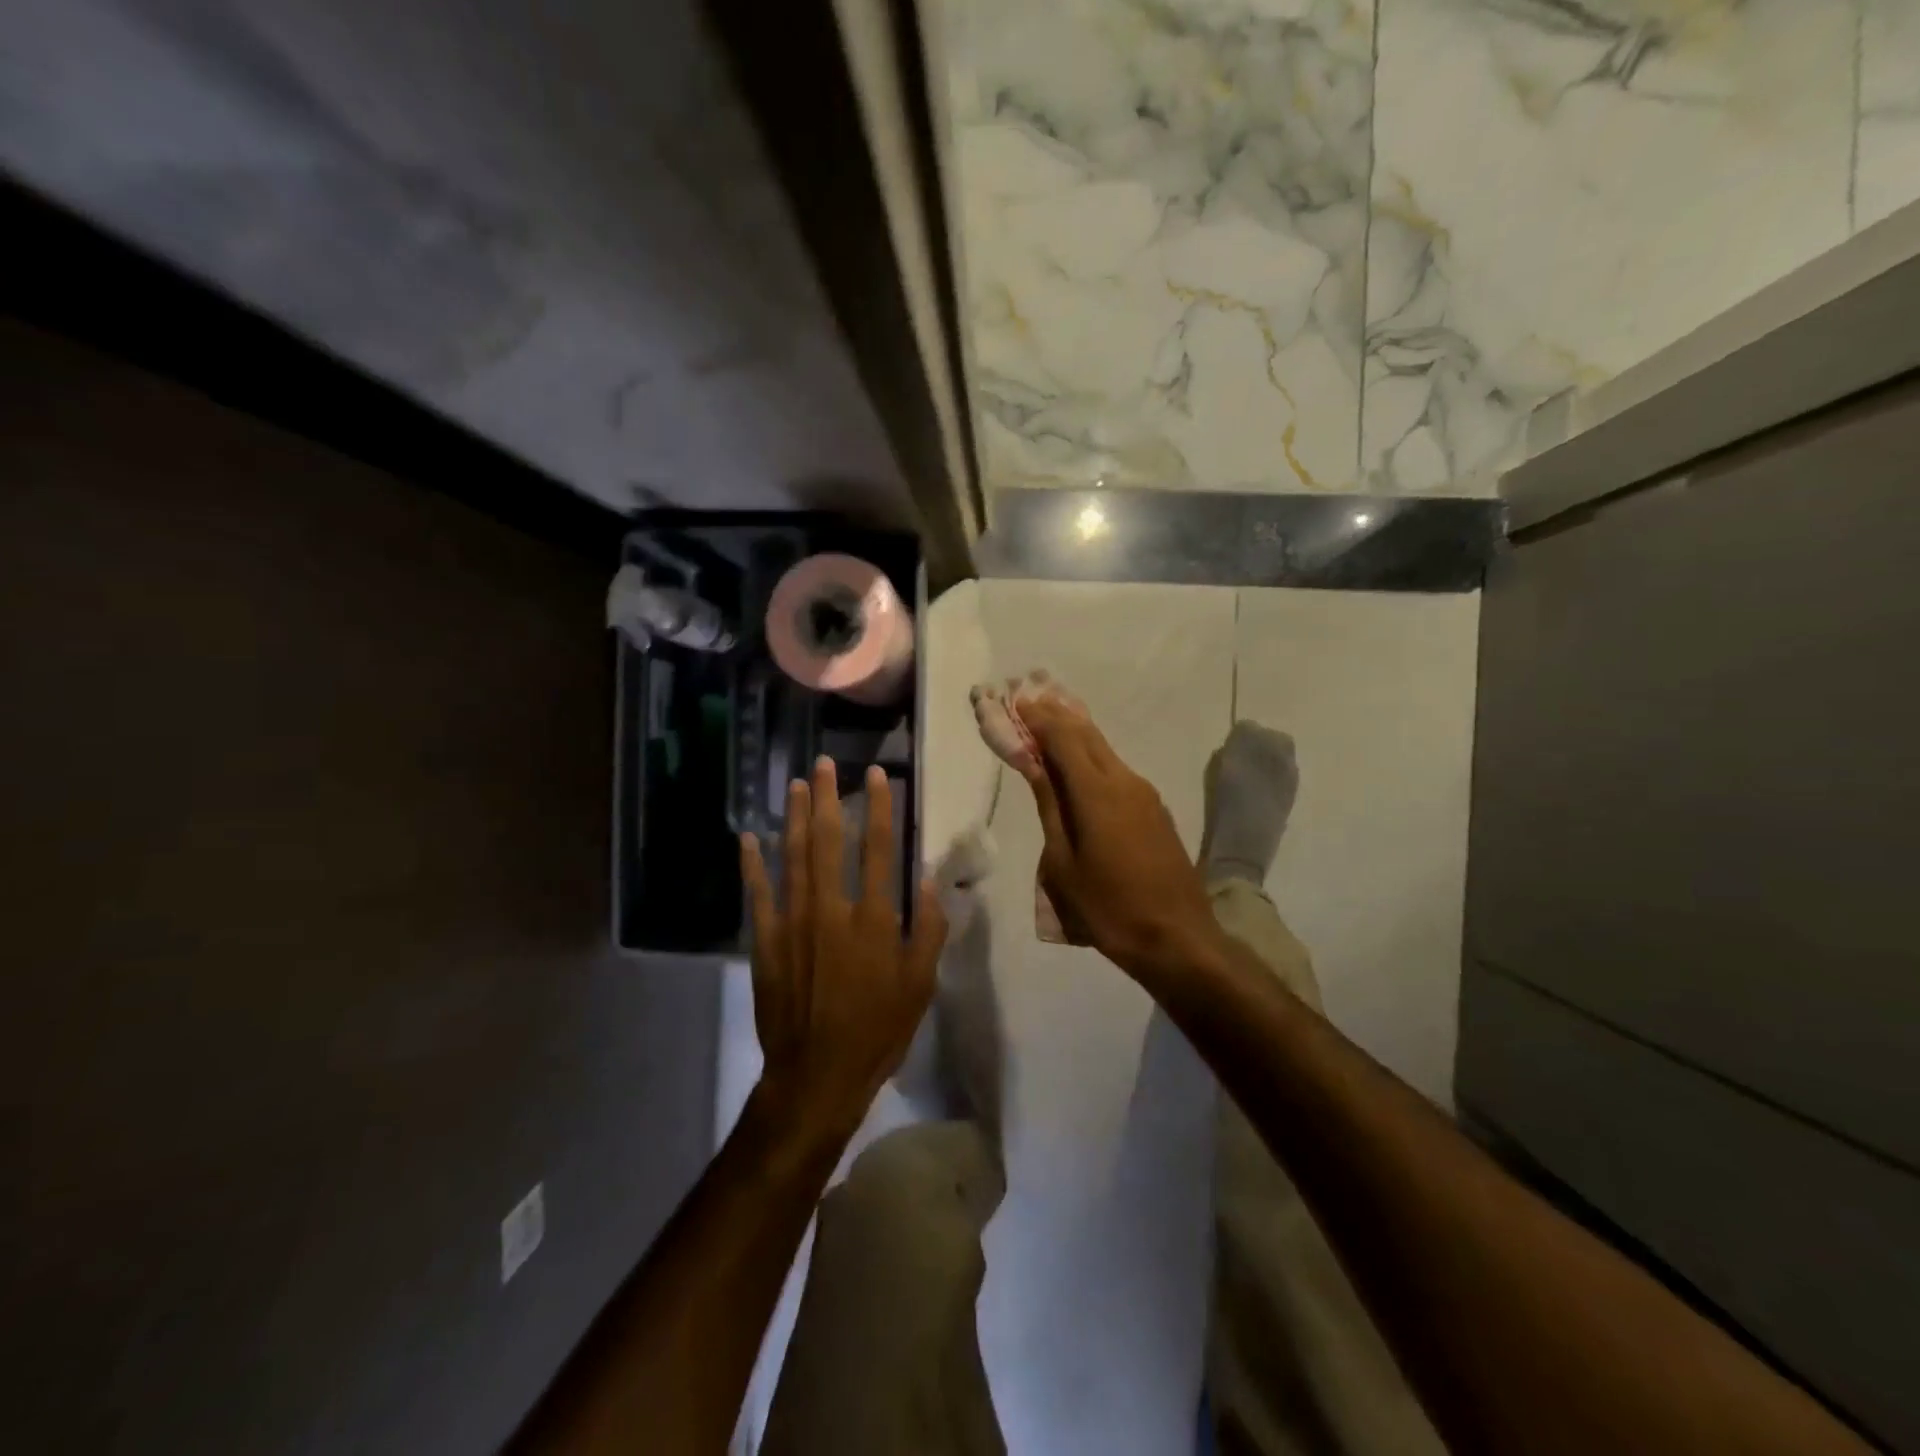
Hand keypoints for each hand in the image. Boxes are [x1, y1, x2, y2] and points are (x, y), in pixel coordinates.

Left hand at [741, 757, 947, 1148]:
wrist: (817, 1074)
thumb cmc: (878, 1030)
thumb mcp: (920, 984)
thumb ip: (929, 928)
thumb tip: (931, 880)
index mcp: (874, 919)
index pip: (880, 849)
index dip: (880, 807)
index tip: (877, 774)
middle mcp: (831, 909)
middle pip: (829, 840)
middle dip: (827, 797)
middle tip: (823, 764)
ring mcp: (793, 922)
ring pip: (792, 856)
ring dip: (794, 816)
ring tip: (795, 785)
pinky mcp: (765, 940)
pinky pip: (757, 893)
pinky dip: (752, 863)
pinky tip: (749, 836)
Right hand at [1016, 696, 1221, 976]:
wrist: (1177, 938)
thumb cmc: (1108, 907)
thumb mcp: (1064, 863)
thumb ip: (1050, 807)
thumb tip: (1035, 765)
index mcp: (1097, 792)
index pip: (1063, 738)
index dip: (1038, 717)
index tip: (1016, 700)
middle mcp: (1125, 781)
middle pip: (1087, 735)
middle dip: (1056, 715)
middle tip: (1030, 700)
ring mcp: (1145, 794)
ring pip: (1104, 750)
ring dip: (1075, 733)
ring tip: (1048, 723)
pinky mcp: (1155, 809)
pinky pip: (1116, 769)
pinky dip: (1092, 756)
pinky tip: (1078, 763)